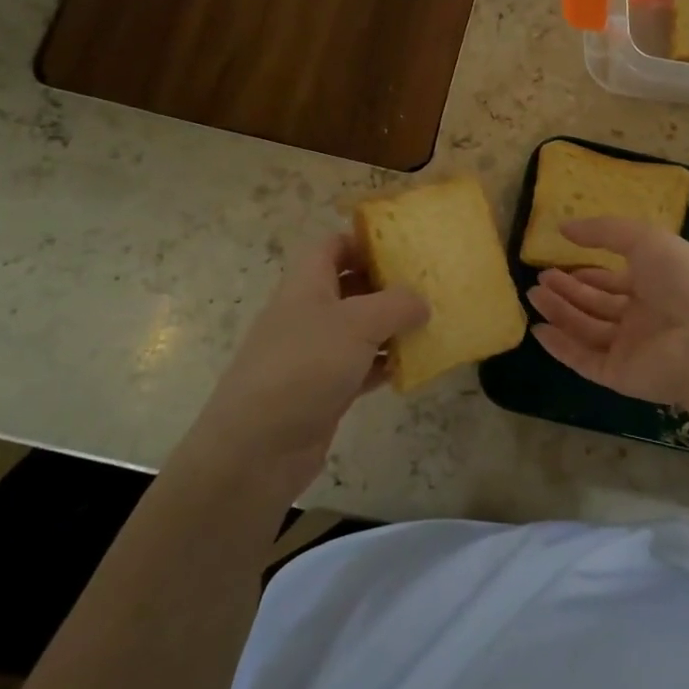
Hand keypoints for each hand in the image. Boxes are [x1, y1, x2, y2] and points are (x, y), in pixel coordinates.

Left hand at [201, 233, 427, 494]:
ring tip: (432, 321)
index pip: (332, 245)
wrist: (256, 449)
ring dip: (392, 325)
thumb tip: (421, 302)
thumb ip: (396, 305)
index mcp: (306, 284)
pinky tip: (414, 365)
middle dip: (387, 283)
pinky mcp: (324, 389)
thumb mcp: (357, 323)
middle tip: (429, 283)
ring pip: (359, 328)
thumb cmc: (304, 367)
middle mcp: (308, 313)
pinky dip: (385, 363)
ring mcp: (315, 353)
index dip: (364, 239)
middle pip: (350, 285)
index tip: (404, 244)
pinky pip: (361, 366)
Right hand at [525, 218, 688, 407]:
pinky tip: (539, 330)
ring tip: (532, 295)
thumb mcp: (645, 239)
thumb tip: (564, 227)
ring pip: (587, 329)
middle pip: (598, 304)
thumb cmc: (683, 280)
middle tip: (538, 279)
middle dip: (568, 291)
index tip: (559, 263)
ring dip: (560, 312)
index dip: (588, 273)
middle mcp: (644, 317)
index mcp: (656, 284)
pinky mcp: (620, 375)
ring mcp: (632, 348)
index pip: (615, 280)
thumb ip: (603, 231)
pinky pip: (585, 360)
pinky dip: (562, 347)